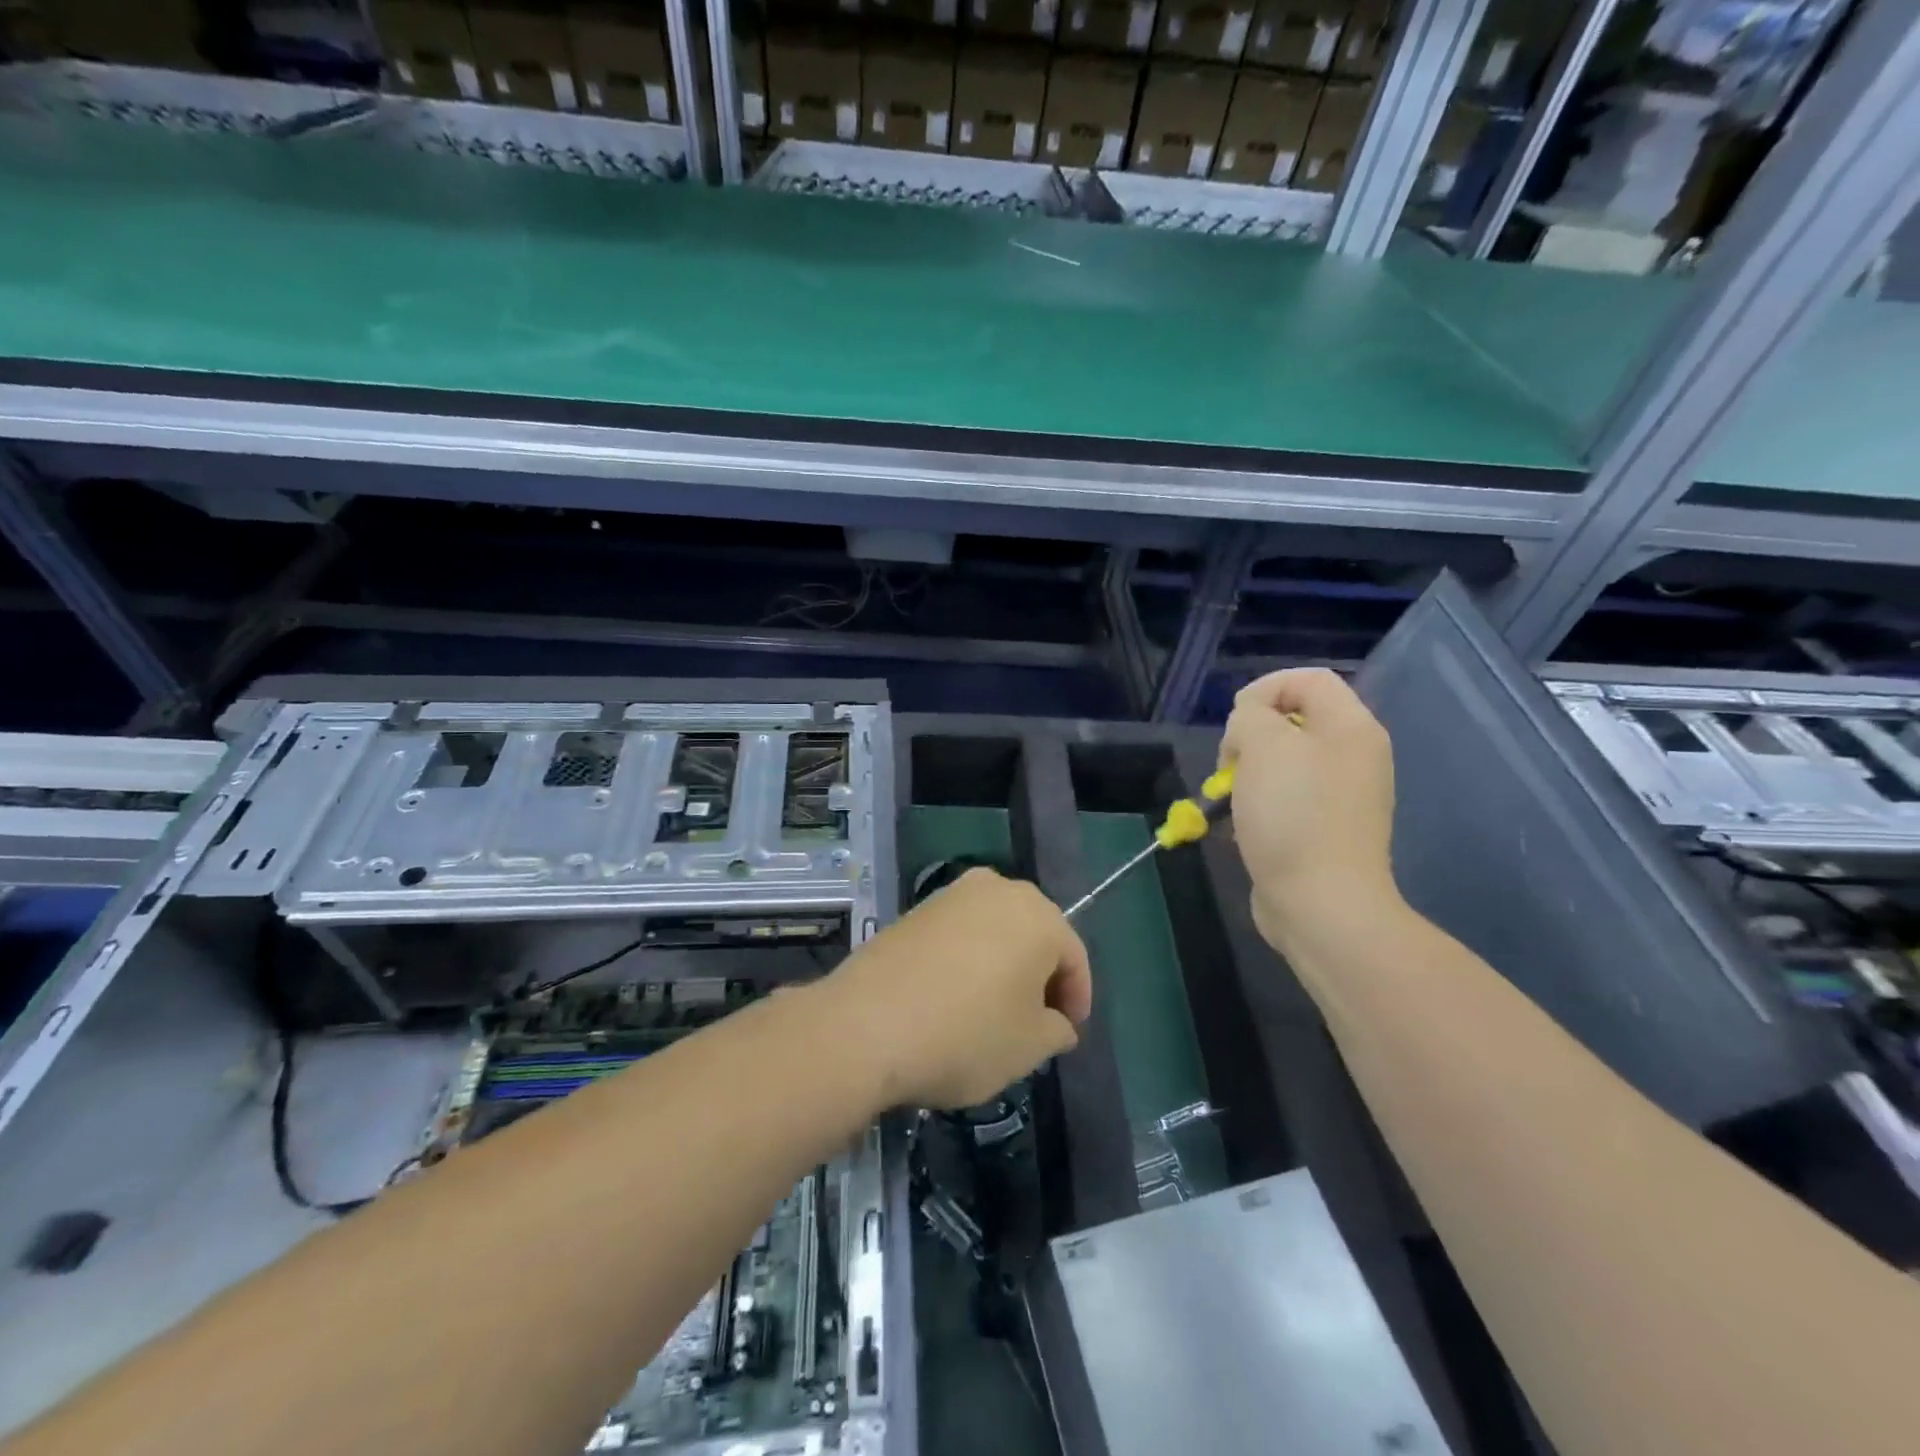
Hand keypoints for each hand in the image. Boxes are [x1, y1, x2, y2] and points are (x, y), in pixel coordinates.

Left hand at [822, 868, 1091, 1109]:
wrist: (865, 1025)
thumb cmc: (966, 1034)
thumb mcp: (1029, 1047)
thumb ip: (1057, 1030)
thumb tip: (1056, 1023)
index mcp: (1037, 915)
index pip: (1073, 956)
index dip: (1077, 997)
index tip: (1067, 1033)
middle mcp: (997, 889)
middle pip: (1034, 935)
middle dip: (1040, 977)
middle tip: (1036, 1022)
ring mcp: (951, 895)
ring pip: (995, 931)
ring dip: (1003, 966)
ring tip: (994, 1012)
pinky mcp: (914, 909)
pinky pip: (958, 934)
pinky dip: (967, 961)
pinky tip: (955, 998)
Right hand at [1221, 668, 1400, 947]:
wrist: (1321, 904)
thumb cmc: (1293, 816)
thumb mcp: (1263, 745)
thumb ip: (1251, 715)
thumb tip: (1249, 725)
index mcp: (1351, 728)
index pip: (1308, 679)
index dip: (1264, 689)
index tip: (1235, 723)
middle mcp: (1354, 757)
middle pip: (1294, 721)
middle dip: (1250, 736)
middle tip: (1231, 764)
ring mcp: (1342, 796)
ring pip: (1284, 762)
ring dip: (1248, 774)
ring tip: (1231, 799)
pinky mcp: (1324, 829)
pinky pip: (1286, 799)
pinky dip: (1259, 805)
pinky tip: (1242, 827)